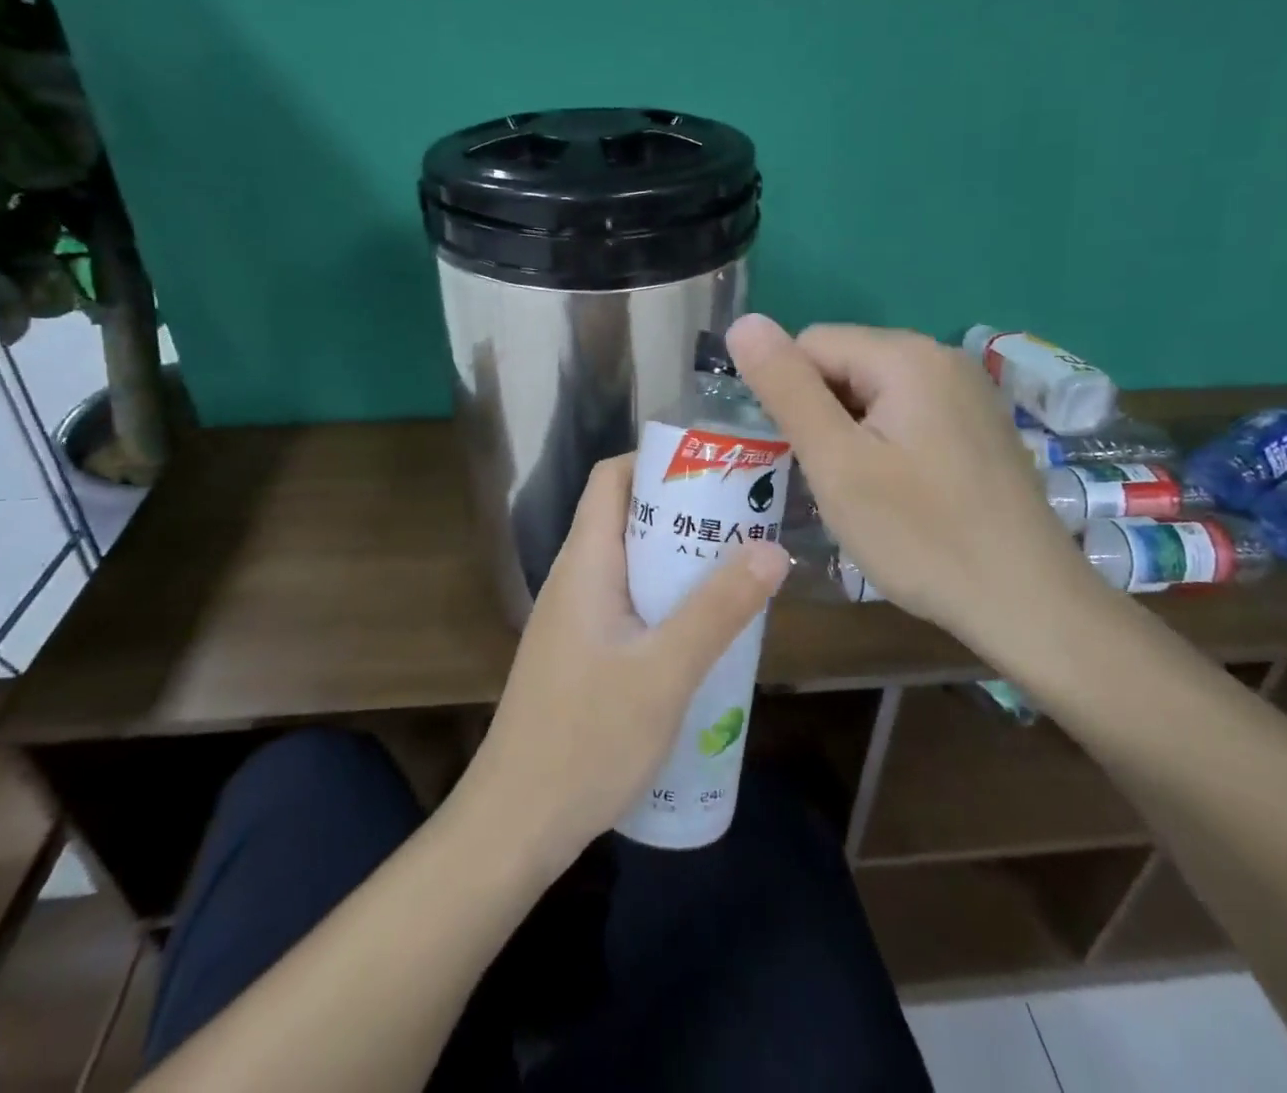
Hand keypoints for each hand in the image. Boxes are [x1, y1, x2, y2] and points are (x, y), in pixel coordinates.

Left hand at [462, 455, 790, 868]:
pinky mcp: (582, 655)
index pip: (612, 479)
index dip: (657, 461)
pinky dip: (667, 603)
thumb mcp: (664, 673)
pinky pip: (630, 606)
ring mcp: (576, 620)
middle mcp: (575, 580)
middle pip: (628, 518)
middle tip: (745, 525)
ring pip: (632, 566)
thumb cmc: (585, 740)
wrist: (515, 825)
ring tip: (739, 574)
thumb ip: (717, 610)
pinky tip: (705, 636)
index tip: (715, 470)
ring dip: (681, 563)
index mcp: (584, 563)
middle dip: (685, 514)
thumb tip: (772, 549)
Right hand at [726, 315, 1094, 639]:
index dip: (788, 396)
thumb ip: (787, 388)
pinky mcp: (978, 425)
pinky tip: (897, 492)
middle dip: (821, 414)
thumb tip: (743, 323)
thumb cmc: (922, 536)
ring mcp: (968, 391)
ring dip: (849, 433)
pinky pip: (907, 413)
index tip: (797, 455)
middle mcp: (942, 357)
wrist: (1030, 605)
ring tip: (860, 491)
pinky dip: (884, 443)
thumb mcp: (836, 463)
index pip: (810, 344)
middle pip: (844, 364)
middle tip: (829, 480)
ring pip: (873, 392)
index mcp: (906, 356)